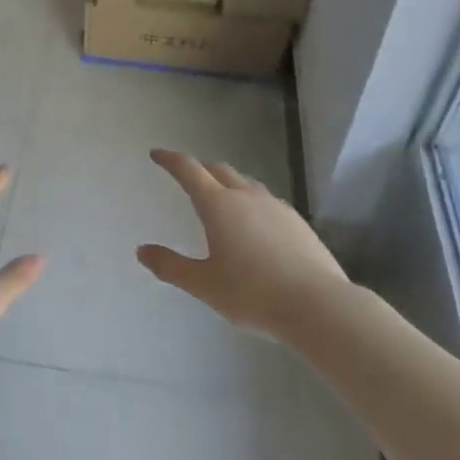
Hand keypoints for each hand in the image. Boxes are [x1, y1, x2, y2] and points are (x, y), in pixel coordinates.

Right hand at [138, 149, 350, 339]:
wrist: (317, 305)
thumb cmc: (252, 293)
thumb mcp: (203, 284)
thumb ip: (170, 266)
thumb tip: (142, 251)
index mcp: (218, 205)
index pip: (189, 171)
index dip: (171, 160)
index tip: (157, 154)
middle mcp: (246, 197)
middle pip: (219, 170)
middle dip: (200, 169)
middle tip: (187, 175)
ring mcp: (276, 207)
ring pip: (246, 183)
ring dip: (227, 183)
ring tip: (220, 197)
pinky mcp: (297, 222)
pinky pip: (266, 201)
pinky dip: (250, 202)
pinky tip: (254, 224)